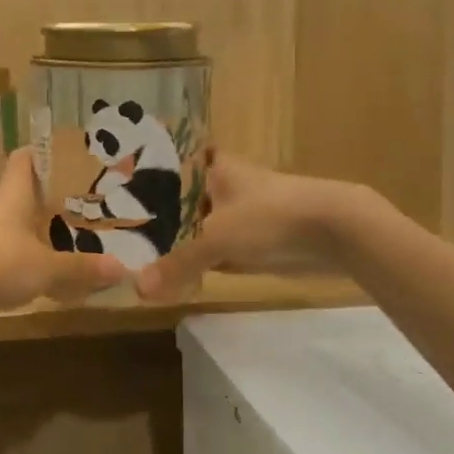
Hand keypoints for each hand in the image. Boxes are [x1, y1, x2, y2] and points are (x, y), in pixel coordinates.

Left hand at [0, 153, 126, 313]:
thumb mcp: (47, 269)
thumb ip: (81, 268)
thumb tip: (122, 268)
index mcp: (13, 197)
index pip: (24, 160)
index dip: (40, 152)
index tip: (60, 153)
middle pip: (18, 193)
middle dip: (43, 197)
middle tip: (73, 203)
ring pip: (9, 225)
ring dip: (29, 230)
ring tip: (58, 239)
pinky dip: (16, 257)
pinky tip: (32, 273)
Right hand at [135, 153, 376, 303]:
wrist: (336, 231)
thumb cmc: (269, 217)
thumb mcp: (216, 239)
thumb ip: (177, 263)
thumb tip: (138, 289)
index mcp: (213, 168)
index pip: (171, 163)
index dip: (147, 175)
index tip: (118, 187)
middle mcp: (223, 186)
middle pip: (181, 200)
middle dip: (156, 215)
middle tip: (118, 230)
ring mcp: (241, 214)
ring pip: (198, 226)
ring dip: (177, 240)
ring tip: (136, 253)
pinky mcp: (255, 240)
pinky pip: (216, 250)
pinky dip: (199, 261)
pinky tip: (173, 273)